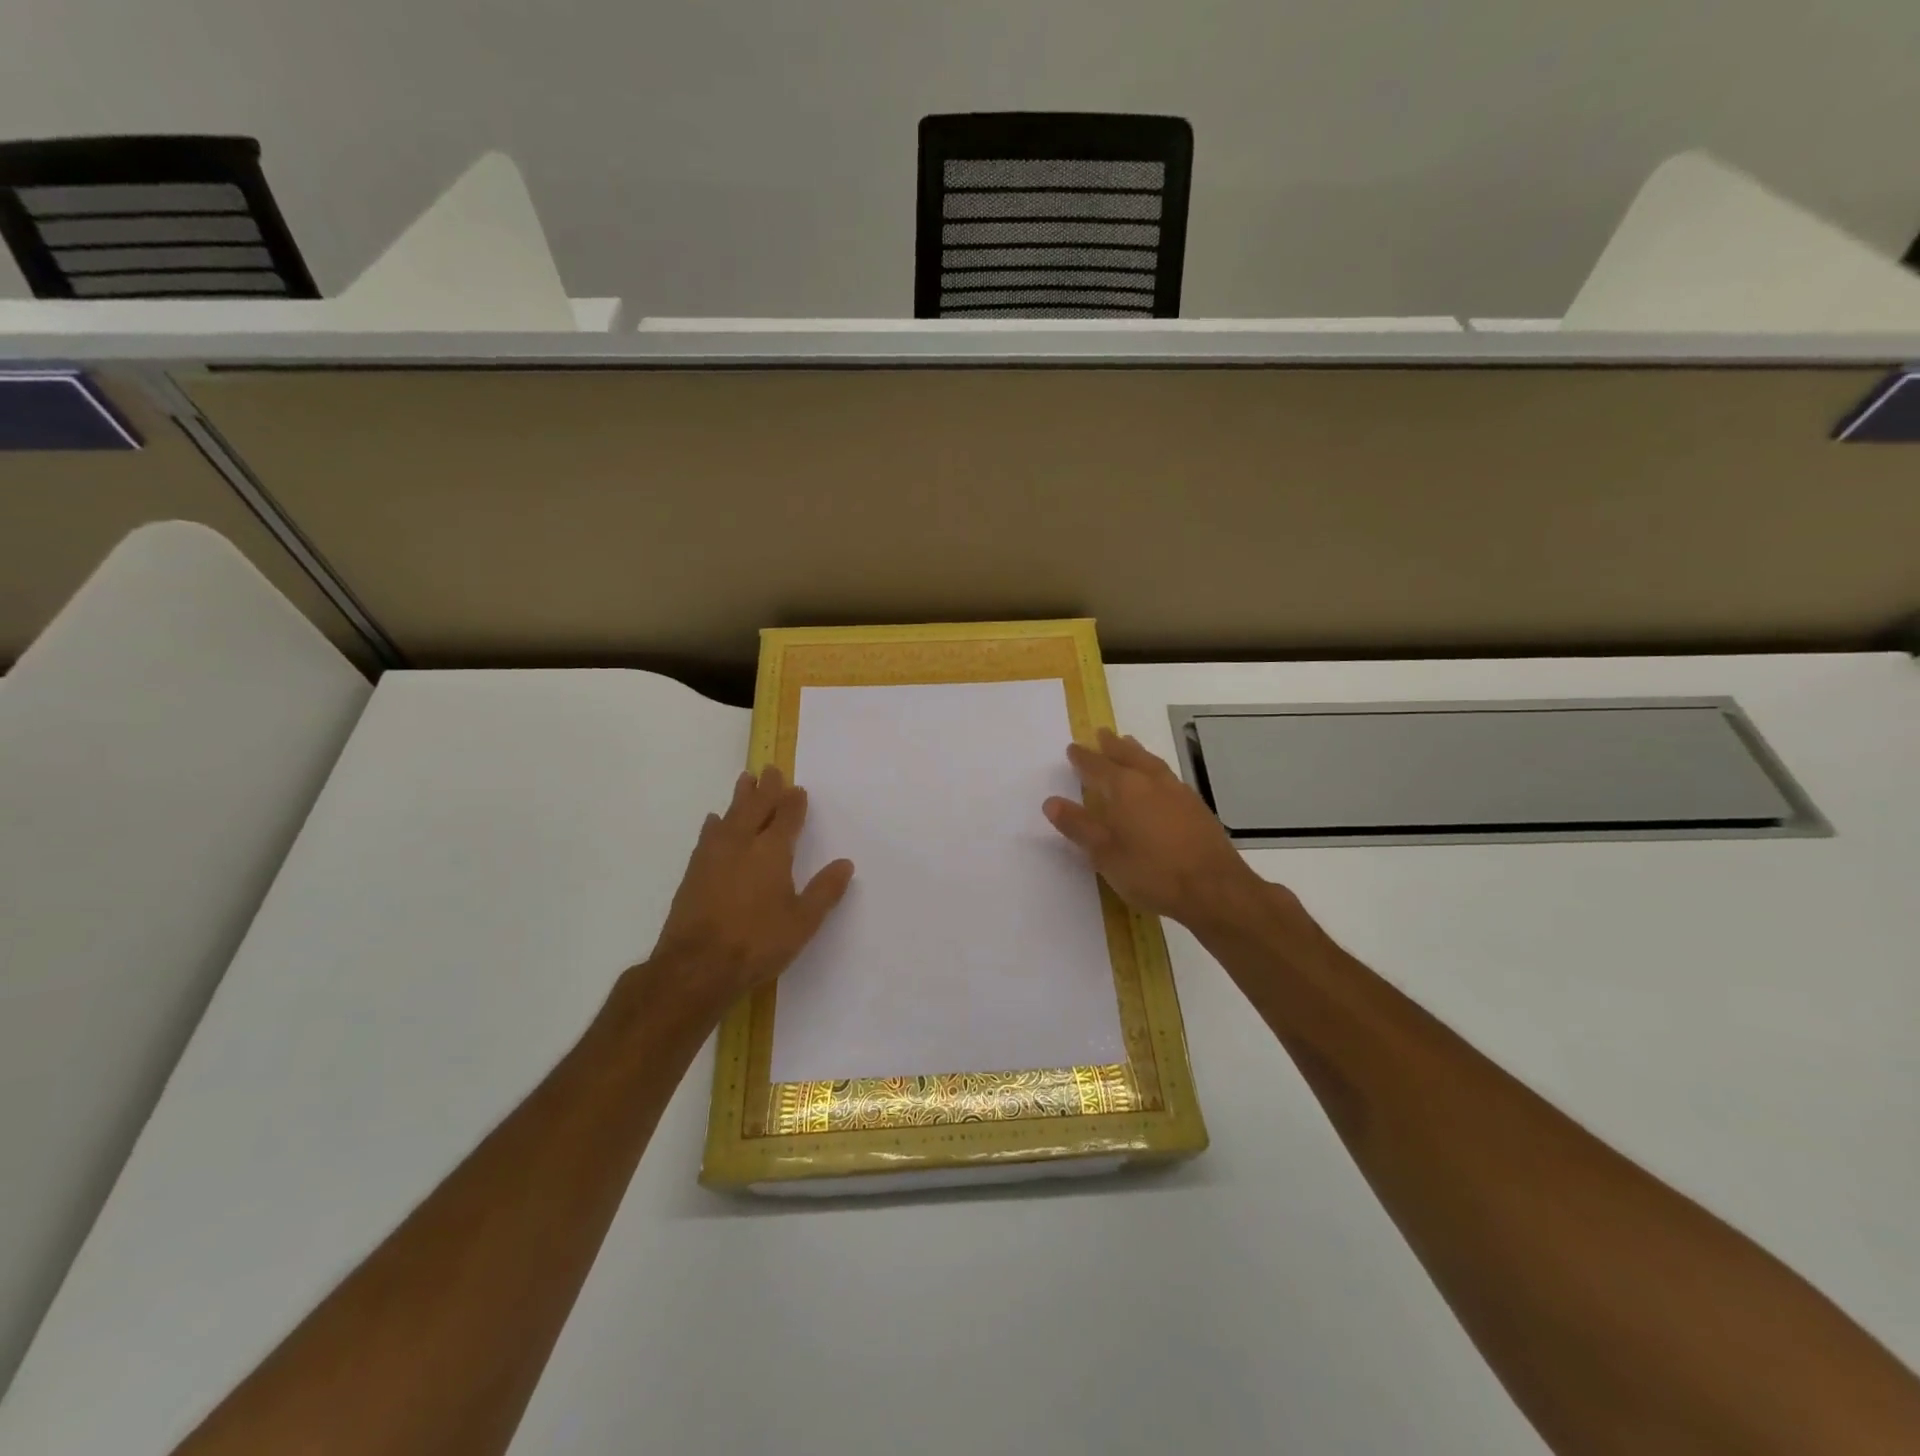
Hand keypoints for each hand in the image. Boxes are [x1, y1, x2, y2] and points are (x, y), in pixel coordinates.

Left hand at [645, 766, 853, 1011]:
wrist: (695, 966)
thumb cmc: (757, 943)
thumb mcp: (803, 922)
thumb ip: (824, 891)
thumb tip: (845, 863)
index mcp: (772, 852)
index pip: (786, 818)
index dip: (793, 802)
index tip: (798, 789)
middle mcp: (742, 844)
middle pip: (755, 807)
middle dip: (765, 789)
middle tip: (769, 769)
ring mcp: (713, 856)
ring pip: (730, 816)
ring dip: (739, 797)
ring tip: (744, 780)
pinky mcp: (694, 872)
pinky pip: (709, 835)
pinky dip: (716, 823)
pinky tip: (714, 821)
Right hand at [1043, 729, 1264, 928]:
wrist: (1214, 889)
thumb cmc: (1152, 872)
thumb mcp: (1105, 854)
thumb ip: (1078, 826)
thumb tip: (1051, 802)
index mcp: (1125, 789)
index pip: (1097, 767)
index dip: (1083, 758)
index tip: (1072, 748)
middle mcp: (1152, 782)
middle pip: (1128, 756)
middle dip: (1112, 745)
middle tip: (1101, 733)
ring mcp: (1178, 792)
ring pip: (1152, 762)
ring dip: (1136, 752)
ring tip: (1128, 744)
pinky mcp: (1196, 807)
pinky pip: (1169, 776)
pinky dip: (1155, 769)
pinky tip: (1158, 780)